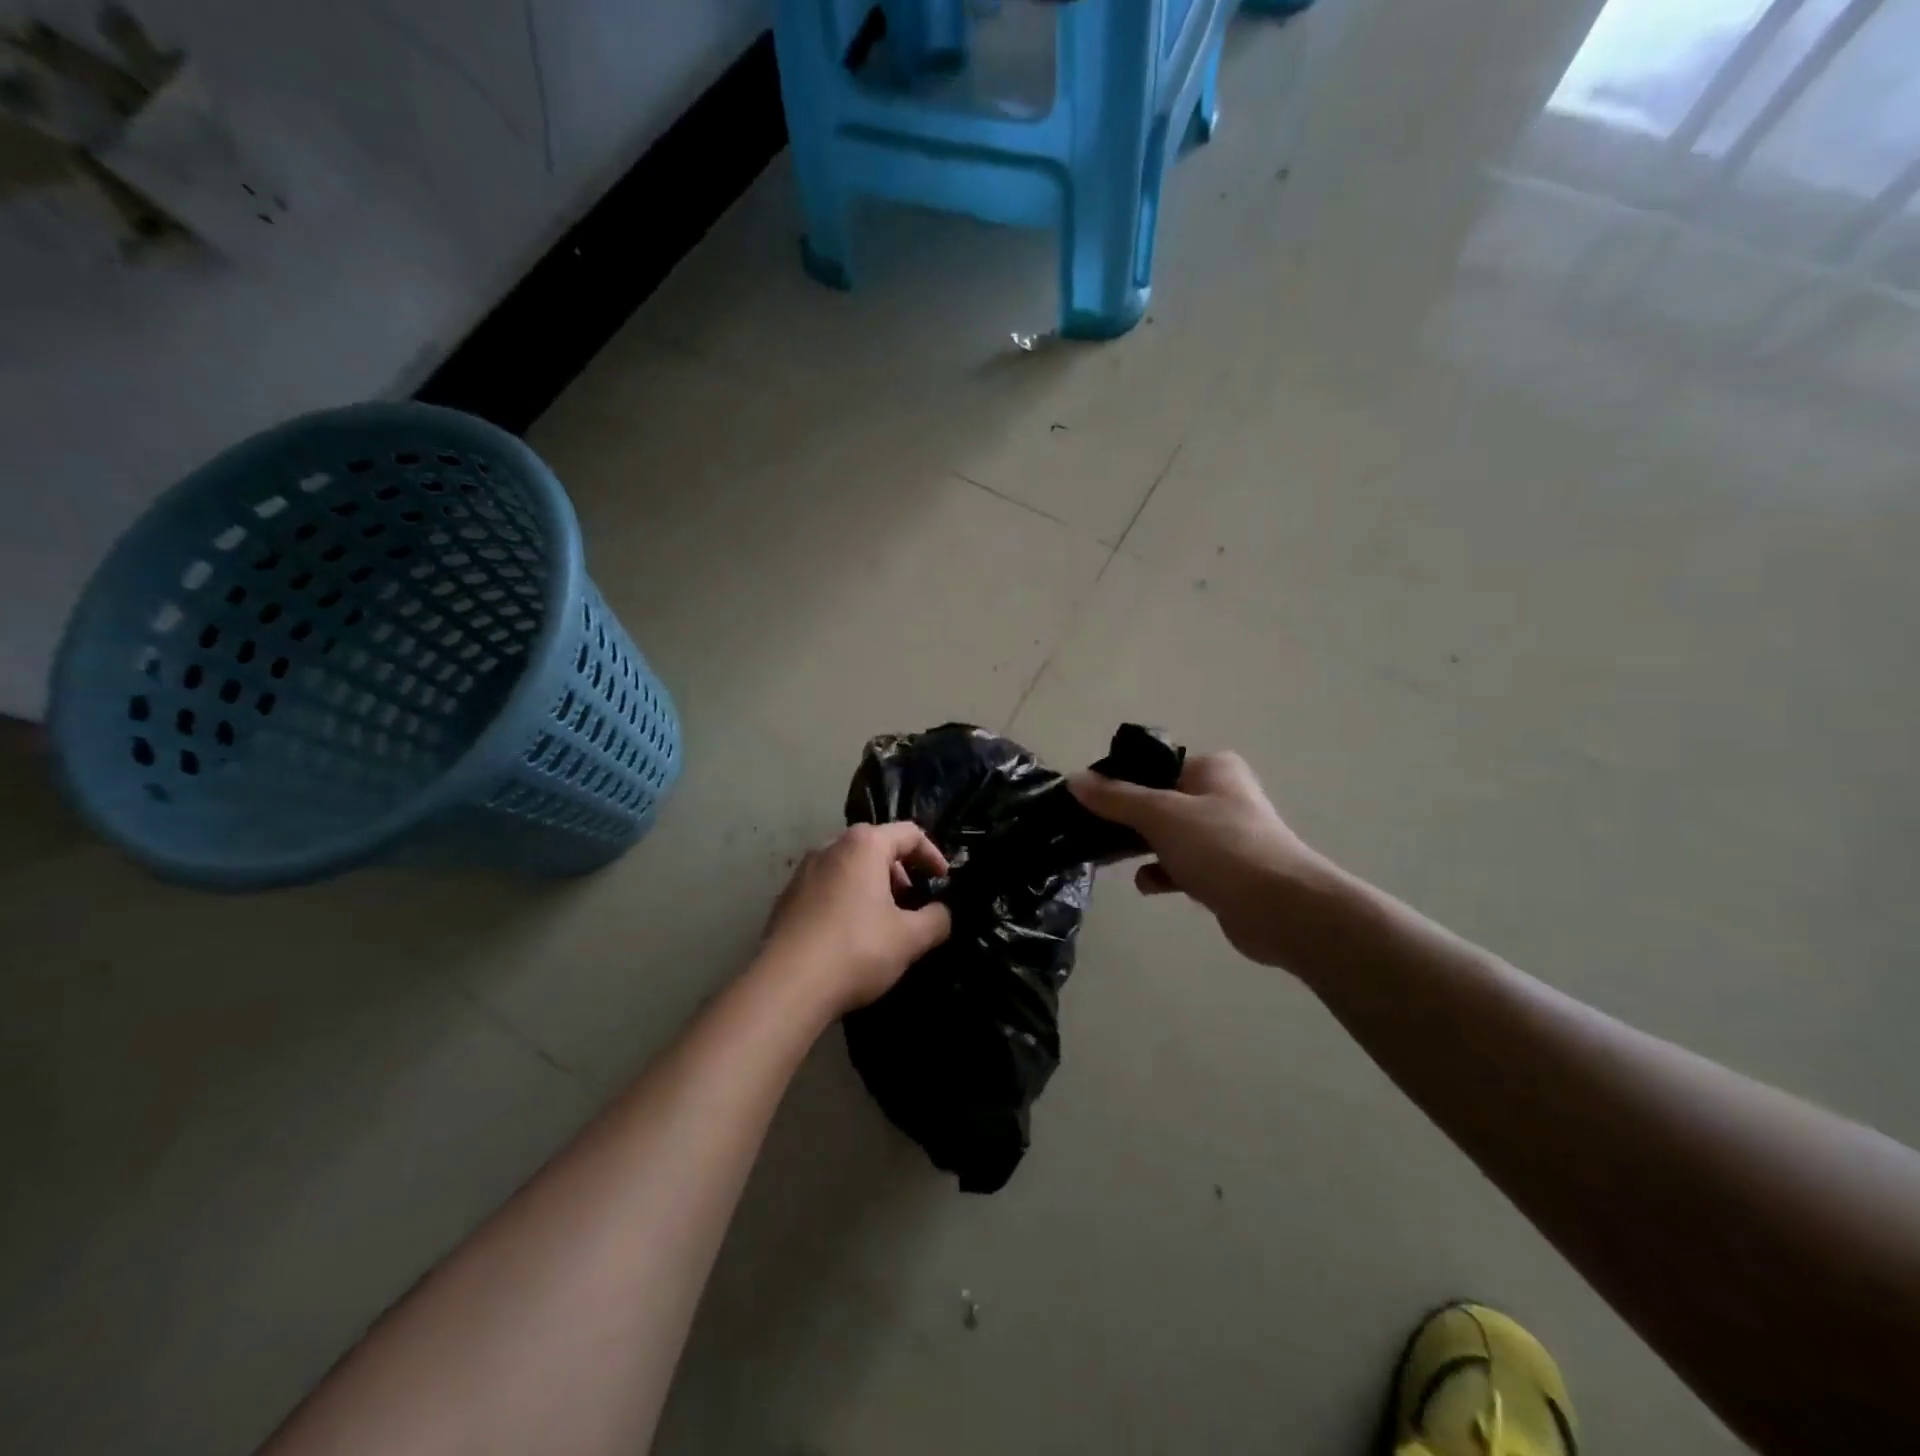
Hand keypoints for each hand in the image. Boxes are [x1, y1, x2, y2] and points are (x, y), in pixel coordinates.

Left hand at [760, 822, 953, 1014]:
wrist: (786, 986)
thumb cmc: (856, 950)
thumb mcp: (910, 938)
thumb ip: (936, 919)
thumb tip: (942, 913)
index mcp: (863, 845)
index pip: (909, 834)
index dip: (933, 855)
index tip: (943, 881)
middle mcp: (830, 847)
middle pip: (876, 846)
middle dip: (900, 872)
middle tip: (913, 904)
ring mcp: (803, 872)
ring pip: (849, 868)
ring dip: (872, 887)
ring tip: (884, 922)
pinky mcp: (785, 898)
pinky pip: (826, 888)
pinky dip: (846, 900)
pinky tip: (850, 936)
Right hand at [1069, 752, 1337, 968]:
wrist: (1280, 909)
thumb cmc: (1221, 847)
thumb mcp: (1161, 815)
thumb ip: (1116, 798)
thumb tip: (1074, 779)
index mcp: (1212, 769)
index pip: (1155, 765)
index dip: (1120, 780)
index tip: (1089, 800)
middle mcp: (1220, 796)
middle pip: (1159, 801)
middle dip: (1126, 818)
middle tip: (1090, 832)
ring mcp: (1224, 836)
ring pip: (1168, 836)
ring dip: (1141, 847)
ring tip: (1108, 858)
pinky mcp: (1224, 873)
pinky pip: (1182, 866)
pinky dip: (1163, 873)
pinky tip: (1148, 885)